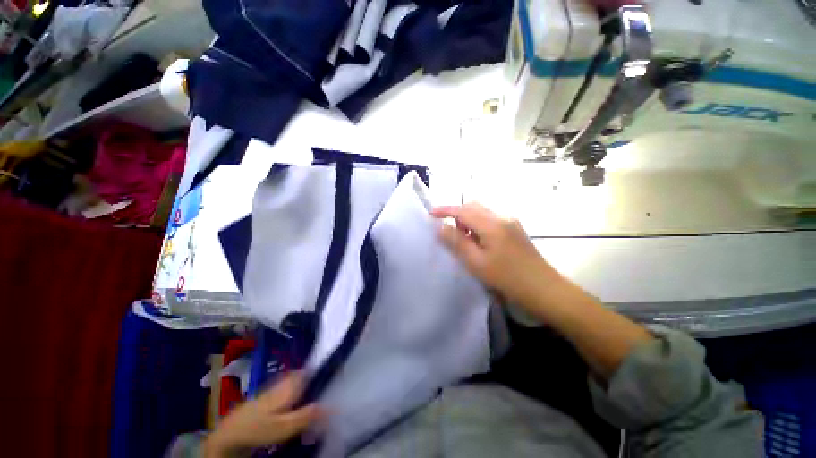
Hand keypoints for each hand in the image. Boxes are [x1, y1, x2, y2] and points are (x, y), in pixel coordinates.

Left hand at [205, 372, 320, 456]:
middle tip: (316, 382)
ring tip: (306, 394)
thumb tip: (329, 405)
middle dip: (302, 379)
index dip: (309, 371)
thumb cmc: (259, 430)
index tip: (322, 369)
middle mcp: (271, 392)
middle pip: (289, 381)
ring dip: (294, 389)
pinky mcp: (257, 407)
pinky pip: (276, 398)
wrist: (231, 435)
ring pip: (282, 389)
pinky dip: (286, 399)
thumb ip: (306, 416)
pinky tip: (288, 408)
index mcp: (280, 394)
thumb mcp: (286, 427)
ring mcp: (262, 399)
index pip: (297, 376)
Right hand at [431, 203, 564, 307]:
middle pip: (475, 207)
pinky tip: (480, 244)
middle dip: (458, 214)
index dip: (445, 210)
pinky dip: (481, 226)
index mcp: (492, 224)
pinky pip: (494, 221)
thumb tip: (441, 227)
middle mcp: (503, 218)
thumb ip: (458, 243)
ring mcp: (513, 224)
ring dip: (470, 221)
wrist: (542, 288)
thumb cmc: (508, 279)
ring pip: (485, 214)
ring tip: (462, 241)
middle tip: (446, 232)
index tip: (430, 214)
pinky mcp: (518, 232)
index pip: (463, 210)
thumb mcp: (478, 264)